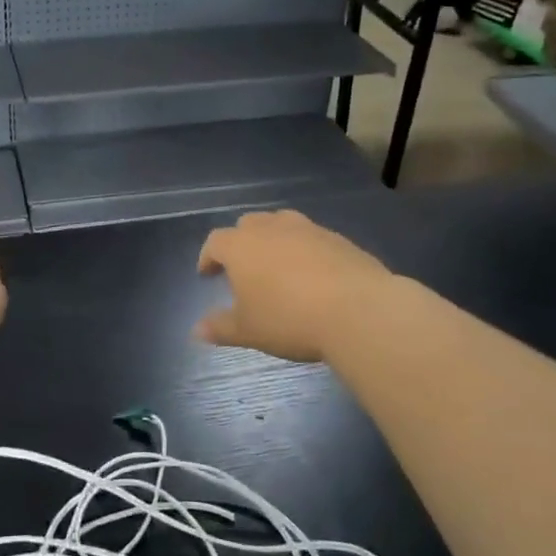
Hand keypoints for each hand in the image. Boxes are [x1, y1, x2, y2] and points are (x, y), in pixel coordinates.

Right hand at [195, 210, 393, 362]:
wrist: (357, 310)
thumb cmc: (290, 319)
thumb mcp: (249, 331)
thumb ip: (221, 327)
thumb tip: (197, 330)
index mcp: (241, 246)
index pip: (215, 242)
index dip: (208, 257)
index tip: (208, 274)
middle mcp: (271, 228)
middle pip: (248, 224)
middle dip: (241, 242)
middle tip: (242, 268)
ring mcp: (307, 229)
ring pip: (281, 223)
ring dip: (274, 239)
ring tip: (277, 265)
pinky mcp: (337, 238)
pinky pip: (312, 237)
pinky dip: (304, 249)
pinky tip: (313, 274)